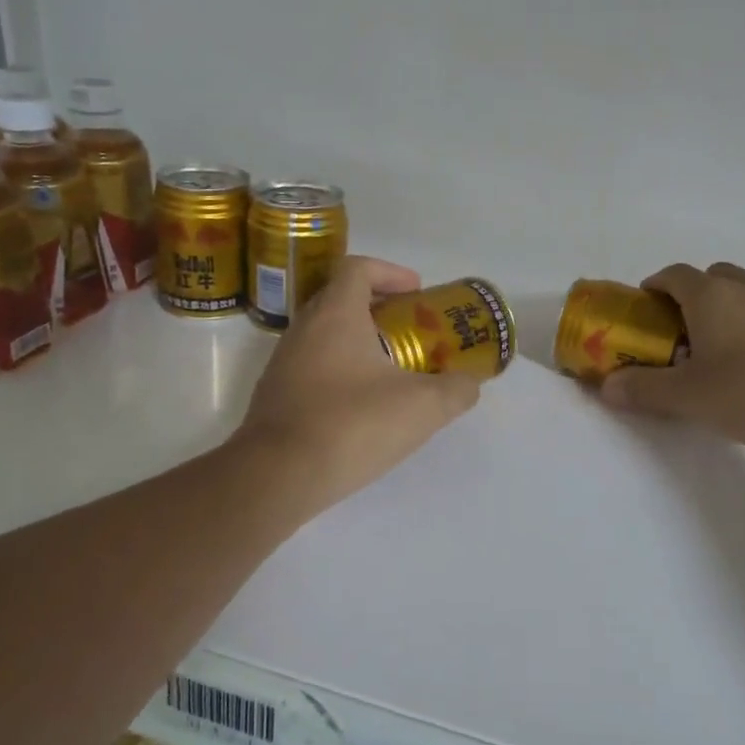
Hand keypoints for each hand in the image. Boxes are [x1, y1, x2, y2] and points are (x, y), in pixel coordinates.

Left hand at [233, 256, 480, 515]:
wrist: (277, 477)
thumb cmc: (352, 425)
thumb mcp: (422, 407)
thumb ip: (456, 390)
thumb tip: (468, 384)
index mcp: (335, 314)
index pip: (358, 268)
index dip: (391, 272)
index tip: (417, 293)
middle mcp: (304, 328)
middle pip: (342, 299)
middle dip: (380, 309)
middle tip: (412, 332)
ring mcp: (284, 363)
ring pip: (326, 336)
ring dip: (360, 343)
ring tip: (393, 372)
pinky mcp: (276, 395)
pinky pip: (313, 367)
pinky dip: (341, 372)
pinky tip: (363, 407)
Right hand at [600, 262, 744, 447]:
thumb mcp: (686, 396)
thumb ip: (643, 389)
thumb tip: (607, 387)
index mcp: (709, 295)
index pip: (673, 274)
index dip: (654, 287)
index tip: (644, 310)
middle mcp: (744, 287)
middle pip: (710, 276)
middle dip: (690, 296)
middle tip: (679, 330)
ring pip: (741, 292)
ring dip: (724, 310)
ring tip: (716, 350)